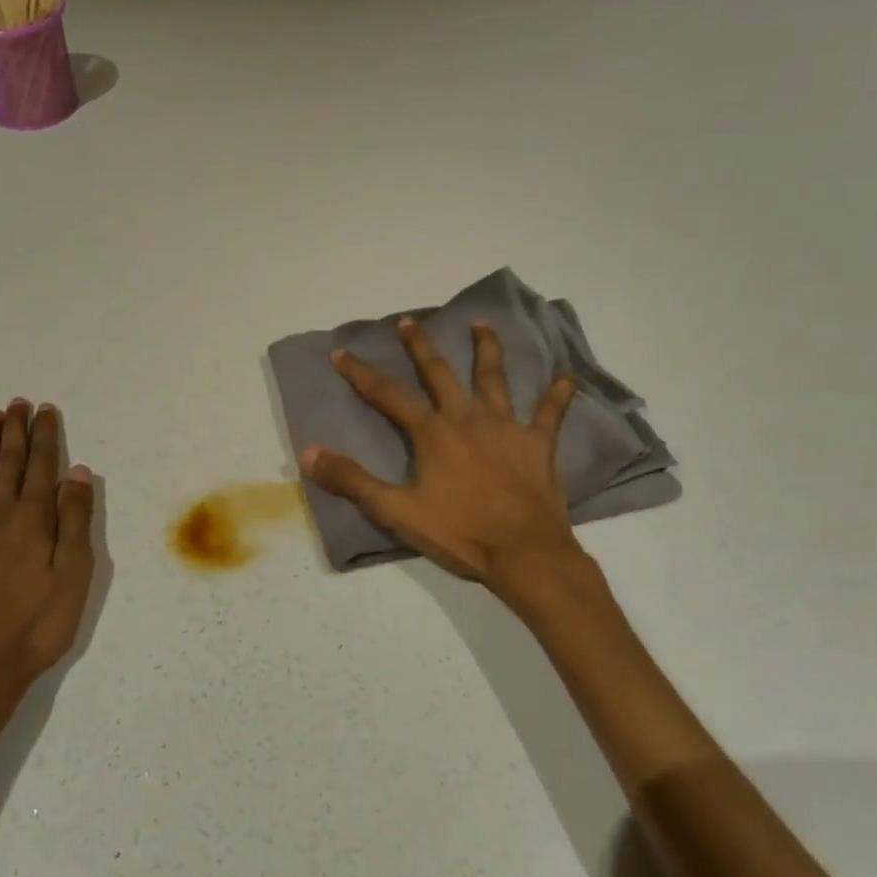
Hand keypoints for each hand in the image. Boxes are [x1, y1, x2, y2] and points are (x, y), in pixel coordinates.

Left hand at [0, 399, 94, 733]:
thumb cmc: (34, 627)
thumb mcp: (73, 576)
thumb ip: (75, 520)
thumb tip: (77, 472)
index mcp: (31, 519)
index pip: (40, 465)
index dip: (44, 435)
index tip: (44, 410)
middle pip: (7, 462)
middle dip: (14, 430)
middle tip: (16, 403)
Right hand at [299, 318, 585, 591]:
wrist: (525, 554)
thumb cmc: (460, 533)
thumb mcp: (396, 511)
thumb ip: (352, 480)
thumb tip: (309, 452)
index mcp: (432, 432)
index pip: (387, 395)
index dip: (361, 373)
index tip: (341, 352)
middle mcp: (467, 418)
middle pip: (440, 373)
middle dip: (420, 346)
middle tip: (409, 321)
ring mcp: (506, 427)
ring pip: (494, 378)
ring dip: (487, 349)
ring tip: (482, 324)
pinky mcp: (538, 444)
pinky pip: (550, 413)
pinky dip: (559, 395)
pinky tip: (568, 376)